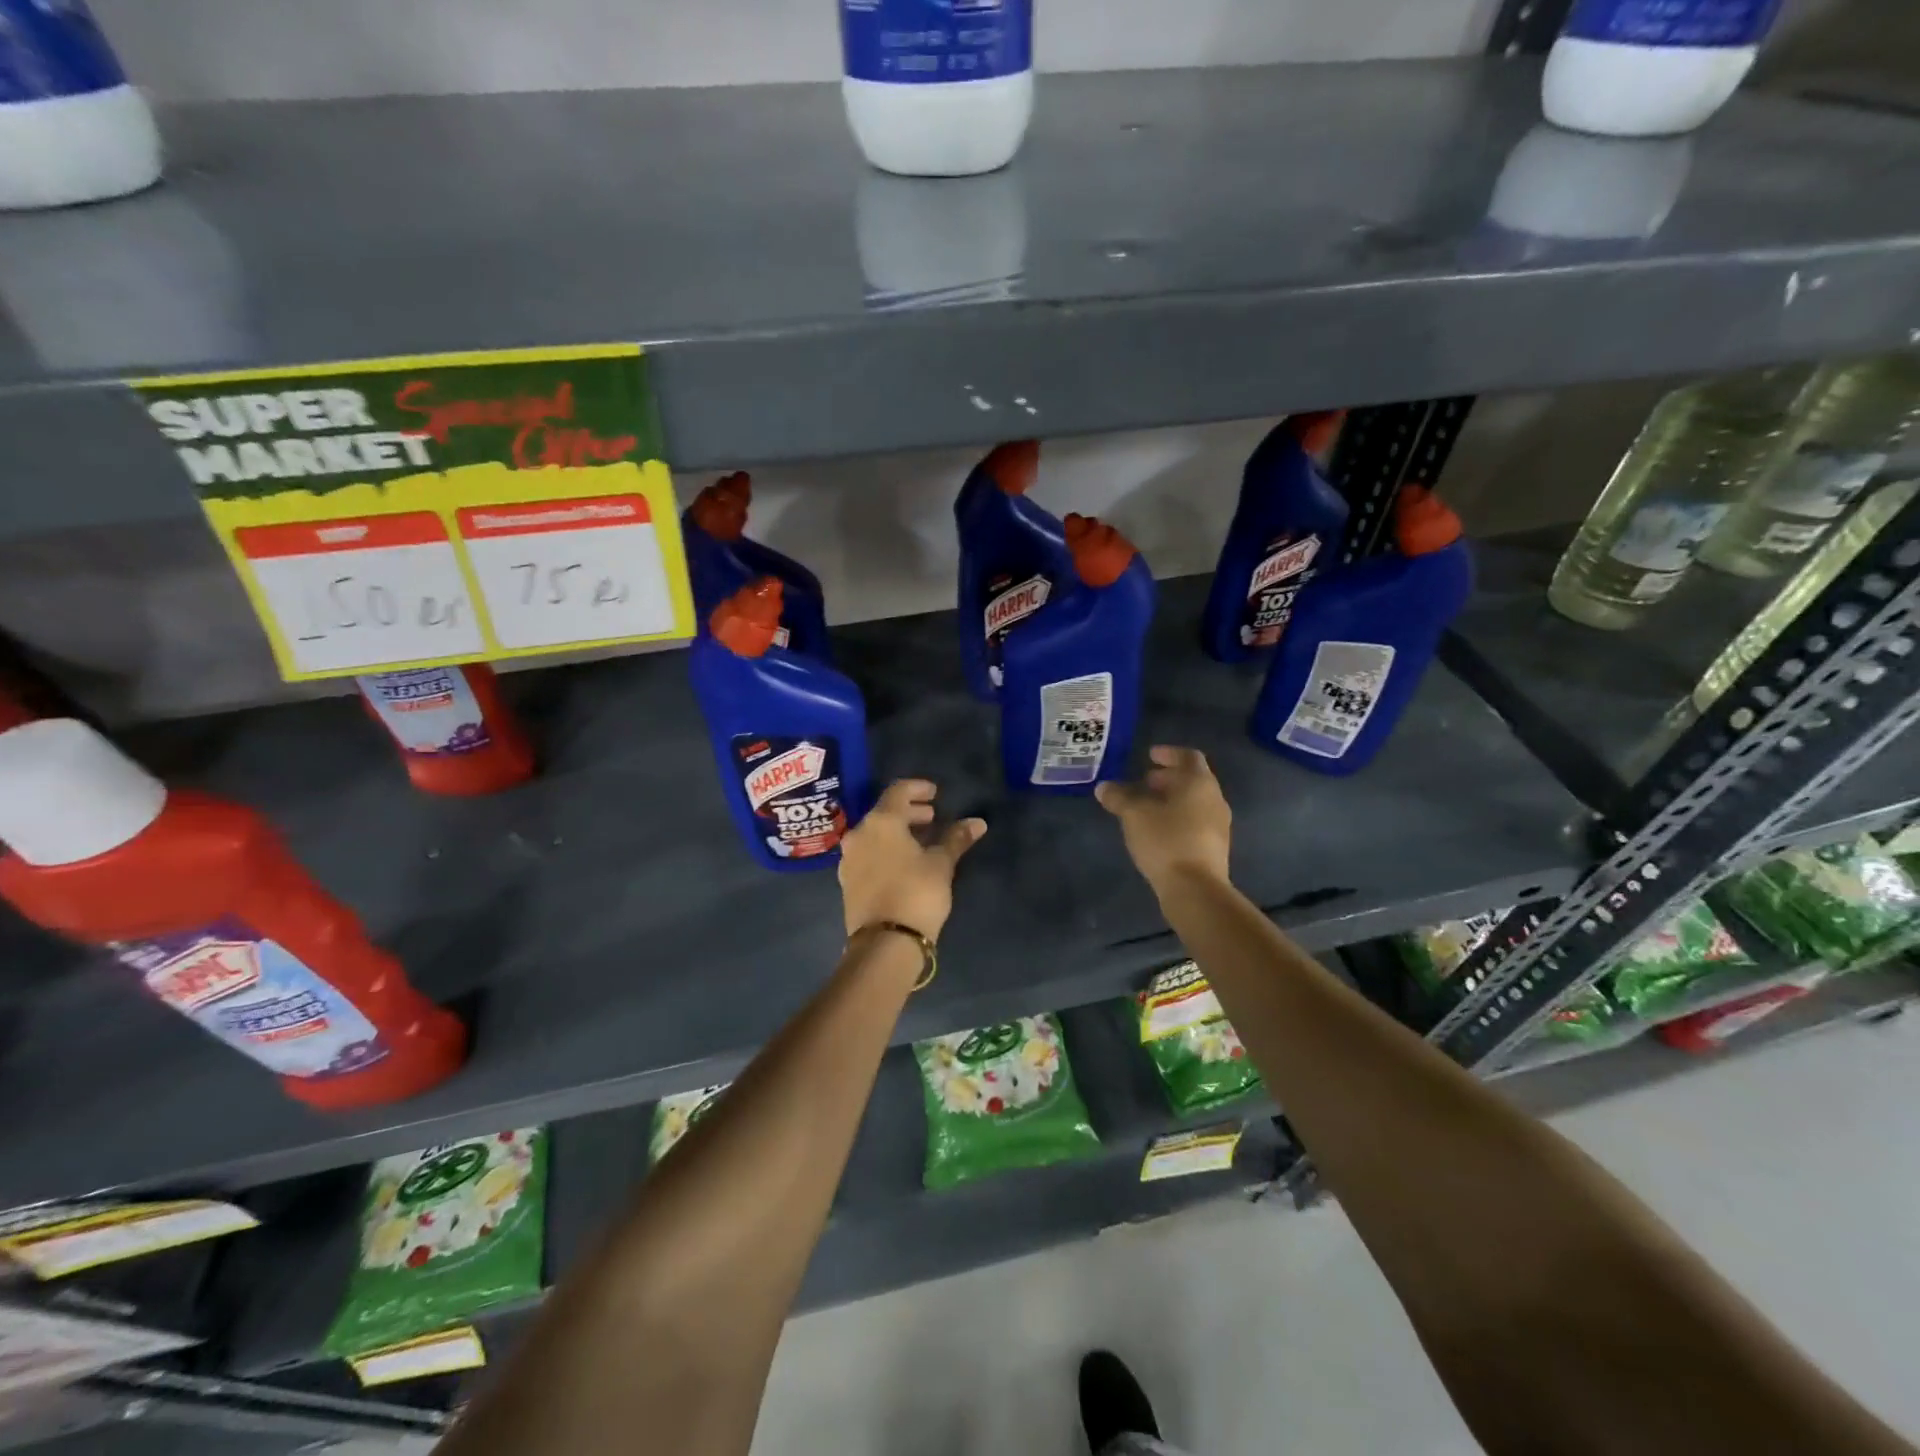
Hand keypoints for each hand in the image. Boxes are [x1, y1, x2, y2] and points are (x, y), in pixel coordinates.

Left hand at [839, 779, 986, 940]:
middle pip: (885, 812)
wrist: (884, 943)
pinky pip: (869, 853)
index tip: (935, 793)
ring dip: (898, 832)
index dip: (918, 788)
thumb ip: (956, 839)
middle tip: (932, 817)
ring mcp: (849, 859)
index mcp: (881, 822)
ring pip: (875, 834)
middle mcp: (859, 834)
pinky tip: (904, 862)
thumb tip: (977, 822)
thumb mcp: (941, 864)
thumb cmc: (916, 893)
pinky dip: (886, 849)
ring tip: (922, 841)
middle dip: (910, 812)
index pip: (898, 791)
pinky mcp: (848, 882)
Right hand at [1095, 746, 1232, 891]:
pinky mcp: (1214, 848)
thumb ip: (1118, 796)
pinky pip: (1195, 822)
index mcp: (1199, 783)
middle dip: (1167, 778)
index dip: (1168, 753)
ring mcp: (1218, 825)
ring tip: (1146, 807)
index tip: (1149, 756)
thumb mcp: (1134, 814)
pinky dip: (1177, 818)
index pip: (1188, 756)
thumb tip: (1104, 787)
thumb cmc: (1166, 840)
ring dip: (1172, 800)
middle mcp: (1214, 799)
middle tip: (1144, 781)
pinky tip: (1157, 831)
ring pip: (1194, 802)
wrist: (1195, 889)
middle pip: (1192, 780)